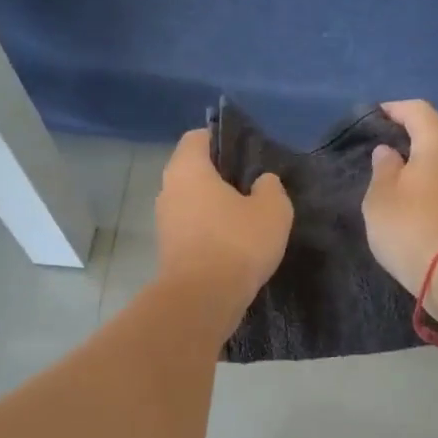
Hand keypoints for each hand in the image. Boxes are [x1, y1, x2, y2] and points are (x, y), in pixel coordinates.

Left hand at [155, 128, 293, 324]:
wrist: (202, 300)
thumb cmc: (236, 243)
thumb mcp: (272, 210)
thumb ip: (271, 188)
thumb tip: (262, 182)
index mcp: (188, 169)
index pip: (197, 137)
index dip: (221, 139)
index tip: (246, 153)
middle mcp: (168, 190)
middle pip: (193, 171)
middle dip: (220, 176)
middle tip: (252, 186)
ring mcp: (164, 222)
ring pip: (192, 202)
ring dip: (214, 207)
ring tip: (246, 217)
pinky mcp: (168, 250)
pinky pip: (191, 228)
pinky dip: (209, 231)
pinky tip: (234, 244)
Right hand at [362, 100, 437, 292]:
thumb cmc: (411, 227)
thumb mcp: (381, 197)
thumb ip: (382, 169)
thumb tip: (389, 152)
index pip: (418, 111)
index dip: (395, 109)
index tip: (376, 115)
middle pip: (434, 136)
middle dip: (408, 138)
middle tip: (380, 147)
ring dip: (418, 166)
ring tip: (392, 177)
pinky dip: (427, 187)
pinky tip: (410, 203)